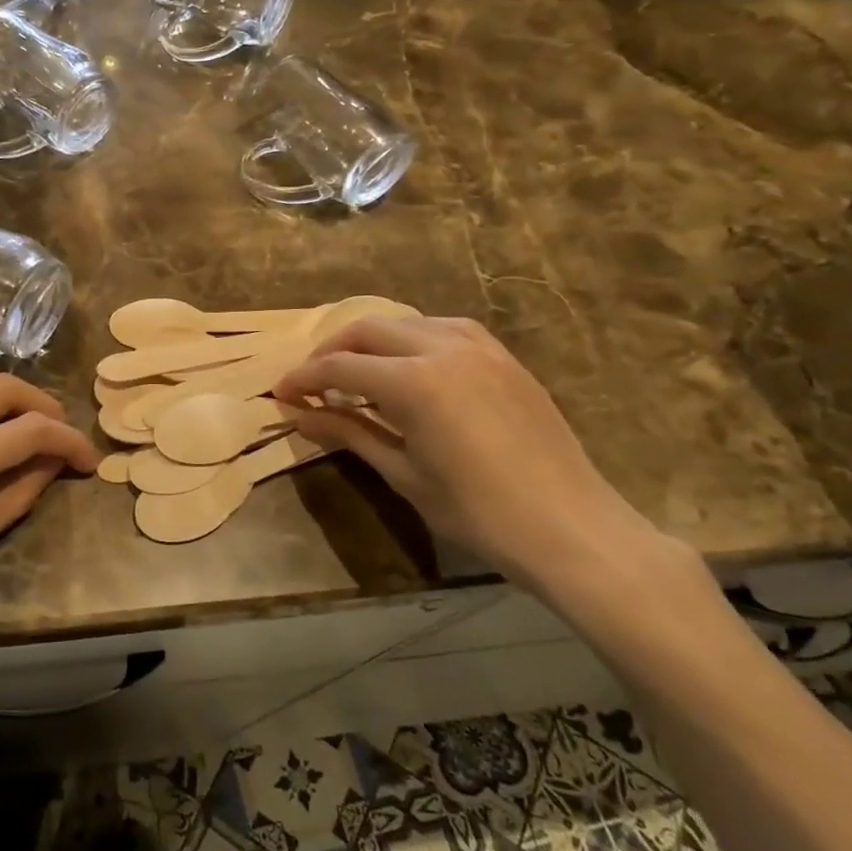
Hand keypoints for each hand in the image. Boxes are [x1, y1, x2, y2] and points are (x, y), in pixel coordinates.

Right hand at [274, 317, 677, 599]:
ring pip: (404, 322)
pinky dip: (411, 340)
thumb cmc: (478, 512)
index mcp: (413, 381)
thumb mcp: (403, 474)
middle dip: (330, 352)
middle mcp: (442, 347)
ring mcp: (478, 346)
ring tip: (355, 374)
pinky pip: (442, 329)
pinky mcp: (502, 355)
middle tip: (311, 383)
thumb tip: (298, 415)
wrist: (571, 528)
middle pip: (366, 330)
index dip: (303, 379)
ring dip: (370, 341)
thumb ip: (349, 433)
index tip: (279, 394)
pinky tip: (407, 367)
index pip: (339, 367)